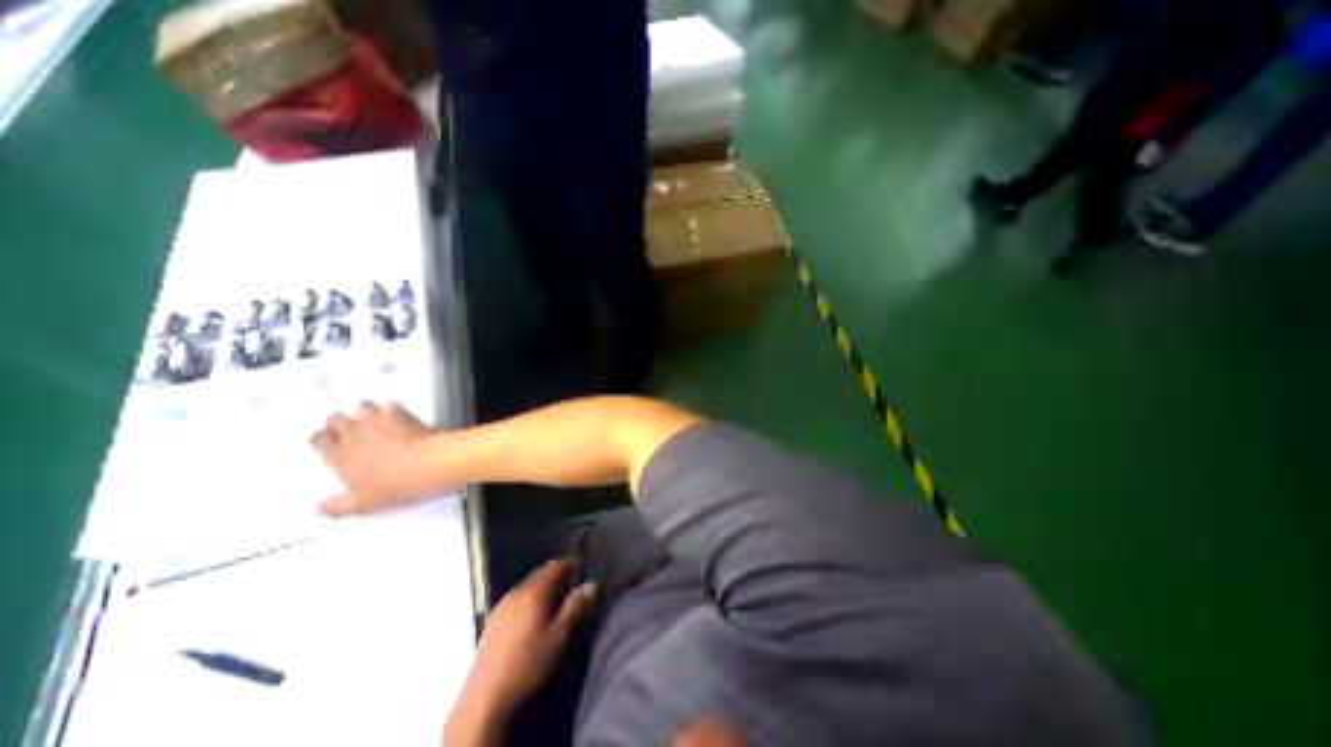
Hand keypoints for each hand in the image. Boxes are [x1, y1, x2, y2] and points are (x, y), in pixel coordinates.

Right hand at [309, 399, 440, 514]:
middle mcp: (354, 435)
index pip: (318, 440)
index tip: (331, 442)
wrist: (429, 464)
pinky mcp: (401, 413)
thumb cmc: (396, 485)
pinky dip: (394, 408)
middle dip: (341, 422)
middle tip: (351, 430)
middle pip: (335, 419)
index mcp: (340, 457)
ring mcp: (377, 421)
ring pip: (362, 406)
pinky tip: (400, 415)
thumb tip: (322, 509)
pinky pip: (392, 404)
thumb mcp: (365, 504)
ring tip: (376, 419)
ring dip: (367, 411)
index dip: (324, 439)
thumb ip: (339, 506)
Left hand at [464, 561, 598, 718]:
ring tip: (553, 598)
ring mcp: (502, 604)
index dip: (569, 564)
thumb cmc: (528, 662)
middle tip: (569, 583)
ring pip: (527, 584)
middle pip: (540, 573)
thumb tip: (592, 584)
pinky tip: (531, 613)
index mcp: (534, 592)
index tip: (580, 567)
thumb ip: (575, 607)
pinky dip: (529, 596)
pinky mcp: (493, 618)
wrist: (486, 695)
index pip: (555, 566)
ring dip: (541, 585)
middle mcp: (517, 591)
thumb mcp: (559, 636)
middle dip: (555, 573)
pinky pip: (516, 596)